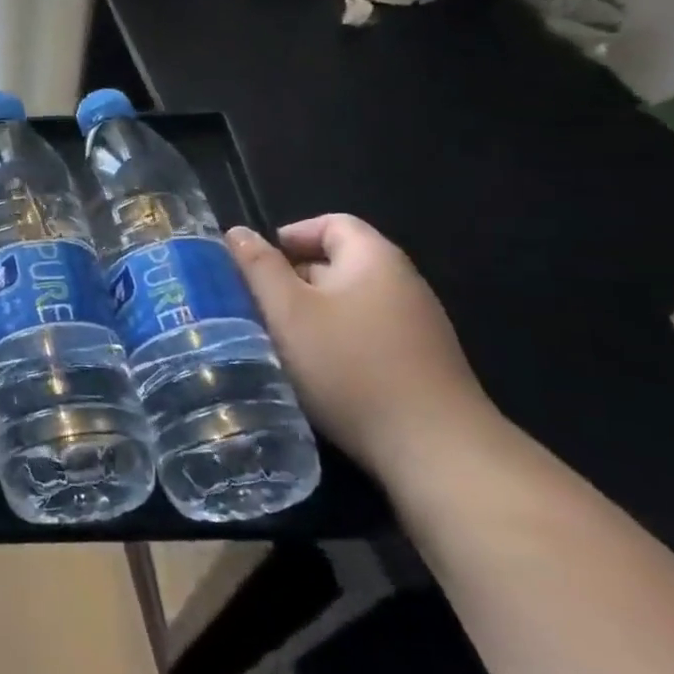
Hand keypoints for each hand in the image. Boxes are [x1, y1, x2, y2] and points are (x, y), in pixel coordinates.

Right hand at [223, 216, 499, 478]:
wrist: (435, 450)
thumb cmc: (351, 367)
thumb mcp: (289, 312)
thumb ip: (259, 267)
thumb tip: (237, 232)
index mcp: (375, 260)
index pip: (332, 224)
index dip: (290, 235)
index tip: (256, 265)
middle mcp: (402, 285)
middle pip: (338, 264)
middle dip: (292, 280)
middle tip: (255, 307)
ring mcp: (417, 328)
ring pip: (348, 305)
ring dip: (309, 317)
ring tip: (276, 342)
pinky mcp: (419, 365)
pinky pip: (365, 337)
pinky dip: (333, 344)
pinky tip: (313, 373)